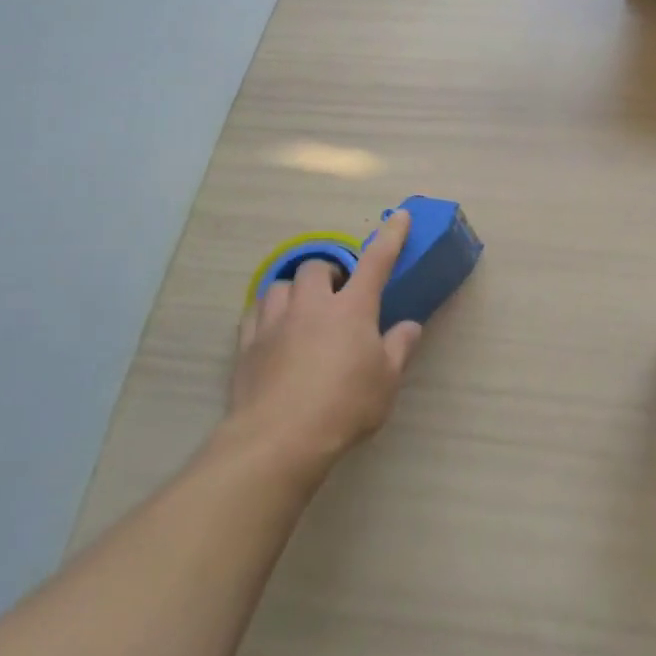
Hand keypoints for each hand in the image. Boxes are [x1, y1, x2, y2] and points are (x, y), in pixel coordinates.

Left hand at [223, 212, 422, 480]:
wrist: (280, 439)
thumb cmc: (345, 406)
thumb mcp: (386, 381)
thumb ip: (399, 348)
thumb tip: (409, 326)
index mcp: (352, 309)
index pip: (377, 261)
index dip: (390, 236)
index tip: (399, 216)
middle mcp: (312, 306)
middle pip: (317, 268)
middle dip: (330, 273)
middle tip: (340, 294)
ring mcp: (275, 323)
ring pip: (280, 285)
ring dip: (295, 290)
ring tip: (304, 309)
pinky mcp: (247, 345)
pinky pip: (255, 313)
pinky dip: (268, 312)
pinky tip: (274, 329)